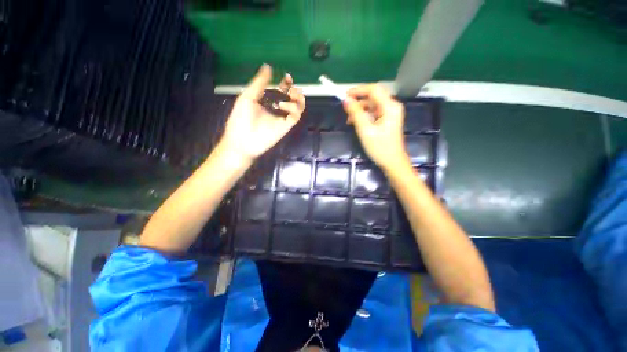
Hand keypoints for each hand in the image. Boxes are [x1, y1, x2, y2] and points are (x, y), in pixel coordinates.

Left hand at [219, 64, 305, 163]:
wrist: (242, 140)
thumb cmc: (240, 118)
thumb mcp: (248, 97)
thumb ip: (259, 83)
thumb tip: (268, 66)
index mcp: (267, 101)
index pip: (281, 91)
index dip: (286, 84)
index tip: (287, 77)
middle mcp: (276, 108)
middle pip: (291, 98)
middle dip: (294, 91)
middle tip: (291, 88)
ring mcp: (282, 118)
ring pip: (298, 107)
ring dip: (298, 99)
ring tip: (292, 94)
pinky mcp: (286, 126)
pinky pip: (295, 116)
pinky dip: (293, 109)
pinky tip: (283, 106)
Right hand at [343, 84, 407, 170]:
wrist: (392, 162)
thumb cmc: (380, 148)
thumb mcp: (365, 130)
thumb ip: (356, 113)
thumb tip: (346, 100)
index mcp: (390, 107)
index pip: (374, 89)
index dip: (358, 90)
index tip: (345, 95)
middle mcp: (392, 107)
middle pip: (373, 96)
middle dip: (358, 101)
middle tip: (346, 108)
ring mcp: (391, 114)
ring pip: (373, 105)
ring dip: (360, 109)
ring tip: (350, 120)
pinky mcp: (388, 120)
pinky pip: (374, 112)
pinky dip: (365, 115)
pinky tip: (357, 123)